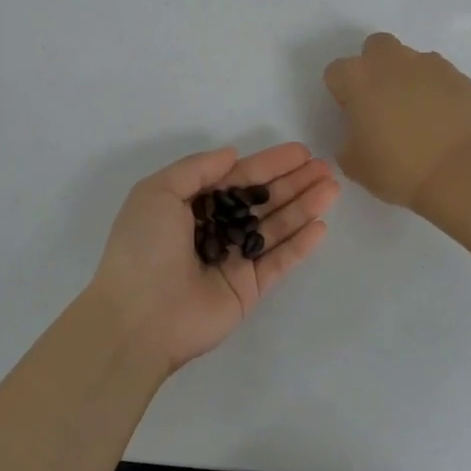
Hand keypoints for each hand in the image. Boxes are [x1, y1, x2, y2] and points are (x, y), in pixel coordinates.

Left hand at [87, 142, 339, 371]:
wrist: (138, 318)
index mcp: (191, 206)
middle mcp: (214, 229)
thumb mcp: (158, 192)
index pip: (237, 178)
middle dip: (293, 183)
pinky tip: (320, 226)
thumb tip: (233, 155)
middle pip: (262, 201)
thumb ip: (198, 169)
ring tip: (332, 188)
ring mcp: (233, 260)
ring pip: (275, 228)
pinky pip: (278, 262)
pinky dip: (299, 245)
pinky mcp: (248, 289)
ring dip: (303, 207)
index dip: (269, 164)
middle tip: (326, 168)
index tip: (301, 152)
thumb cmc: (143, 247)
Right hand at [322, 33, 470, 210]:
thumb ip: (347, 141)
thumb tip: (358, 134)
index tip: (353, 115)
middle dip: (375, 67)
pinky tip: (442, 117)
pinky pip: (439, 75)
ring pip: (410, 59)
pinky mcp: (458, 76)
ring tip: (418, 112)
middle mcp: (391, 61)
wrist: (459, 172)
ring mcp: (429, 64)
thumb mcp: (354, 165)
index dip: (342, 93)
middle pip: (375, 48)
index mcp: (358, 78)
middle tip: (383, 101)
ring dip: (407, 77)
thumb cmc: (398, 169)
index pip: (336, 72)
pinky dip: (436, 89)